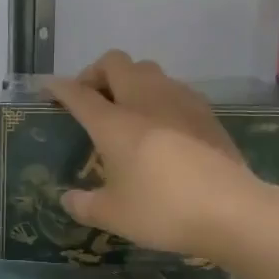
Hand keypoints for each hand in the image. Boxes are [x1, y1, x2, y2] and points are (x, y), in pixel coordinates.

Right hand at [46, 51, 258, 262]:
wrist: (231, 210)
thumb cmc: (162, 210)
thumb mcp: (112, 215)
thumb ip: (84, 204)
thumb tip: (68, 199)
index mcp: (114, 122)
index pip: (78, 93)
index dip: (58, 88)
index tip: (47, 89)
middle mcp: (145, 100)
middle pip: (116, 63)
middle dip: (96, 74)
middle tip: (90, 99)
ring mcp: (180, 101)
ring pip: (148, 70)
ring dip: (130, 81)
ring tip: (126, 111)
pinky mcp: (206, 112)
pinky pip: (174, 89)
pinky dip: (158, 96)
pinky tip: (161, 126)